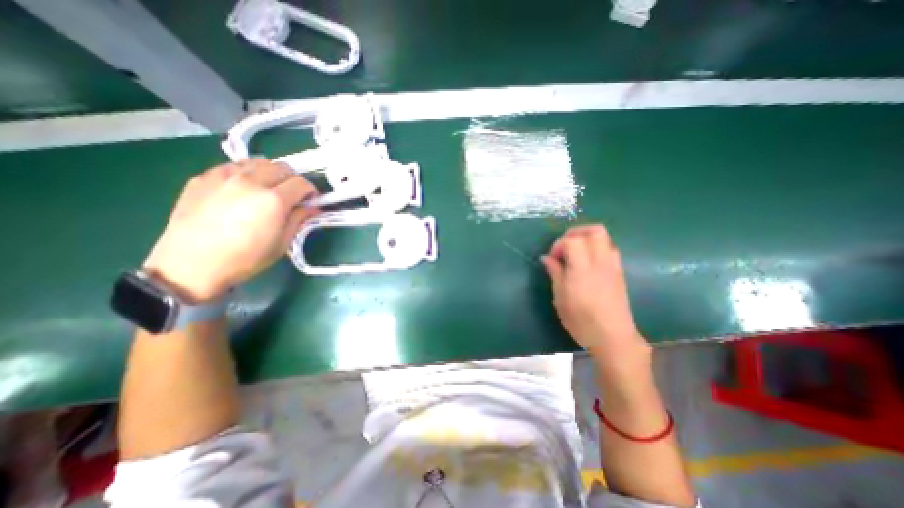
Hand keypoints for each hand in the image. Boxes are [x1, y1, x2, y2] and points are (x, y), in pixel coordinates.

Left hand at [142, 159, 318, 301]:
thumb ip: (299, 220)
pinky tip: (243, 189)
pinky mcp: (203, 177)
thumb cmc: (245, 259)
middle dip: (293, 180)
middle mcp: (251, 181)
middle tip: (291, 196)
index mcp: (274, 200)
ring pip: (258, 162)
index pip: (302, 183)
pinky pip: (233, 166)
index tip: (310, 202)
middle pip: (282, 167)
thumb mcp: (282, 243)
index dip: (311, 192)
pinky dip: (246, 173)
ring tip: (268, 189)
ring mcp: (224, 176)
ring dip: (271, 173)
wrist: (191, 265)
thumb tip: (312, 208)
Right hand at [543, 225, 650, 369]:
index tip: (552, 258)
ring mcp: (613, 266)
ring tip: (575, 253)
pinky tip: (587, 262)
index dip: (559, 244)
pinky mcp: (620, 272)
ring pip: (605, 237)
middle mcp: (600, 262)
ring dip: (587, 238)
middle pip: (594, 231)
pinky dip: (596, 247)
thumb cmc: (581, 321)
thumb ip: (555, 273)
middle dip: (576, 233)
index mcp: (582, 269)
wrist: (613, 337)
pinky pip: (609, 248)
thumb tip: (546, 258)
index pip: (572, 240)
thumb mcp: (560, 298)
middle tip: (564, 246)